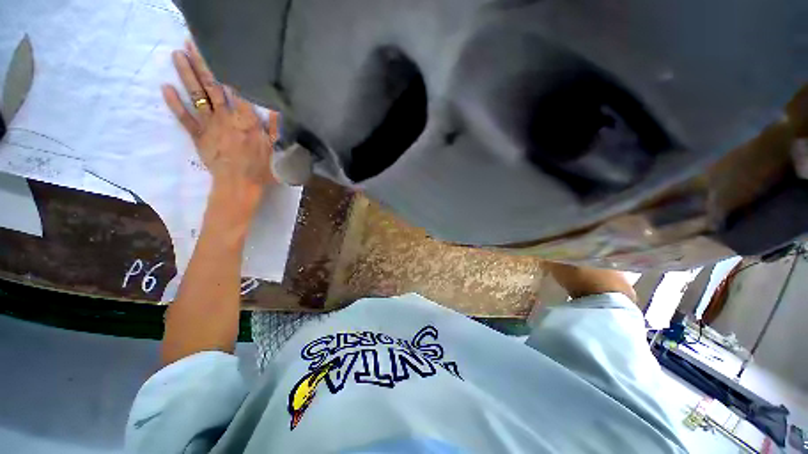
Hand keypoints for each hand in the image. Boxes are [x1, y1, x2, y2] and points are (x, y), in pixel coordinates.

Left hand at [161, 40, 277, 214]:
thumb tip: (278, 108)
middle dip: (202, 63)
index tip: (222, 51)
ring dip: (186, 75)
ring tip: (177, 54)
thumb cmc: (262, 169)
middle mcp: (226, 118)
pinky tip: (165, 88)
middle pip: (213, 87)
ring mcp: (209, 127)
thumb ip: (277, 128)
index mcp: (247, 121)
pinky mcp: (198, 137)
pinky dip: (174, 104)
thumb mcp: (278, 150)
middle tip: (192, 41)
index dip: (230, 70)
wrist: (239, 187)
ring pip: (197, 97)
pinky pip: (184, 118)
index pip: (238, 90)